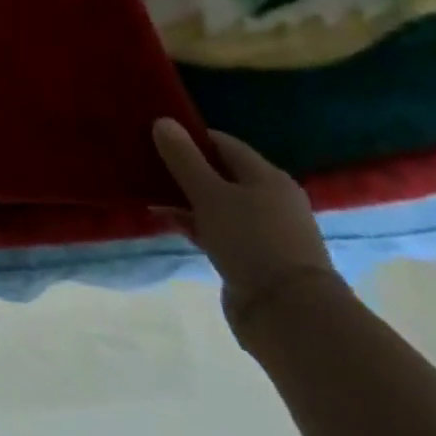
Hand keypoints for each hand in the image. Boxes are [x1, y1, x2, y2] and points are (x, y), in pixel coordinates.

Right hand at [151, 119, 344, 342]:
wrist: (290, 315)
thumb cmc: (251, 241)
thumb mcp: (209, 194)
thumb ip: (184, 157)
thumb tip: (163, 120)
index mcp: (267, 177)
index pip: (223, 143)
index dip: (189, 137)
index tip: (155, 138)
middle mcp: (271, 200)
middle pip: (220, 173)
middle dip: (184, 168)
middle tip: (146, 164)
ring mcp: (264, 231)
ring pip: (217, 203)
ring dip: (185, 198)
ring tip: (149, 193)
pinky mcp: (254, 258)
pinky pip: (217, 229)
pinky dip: (194, 223)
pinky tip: (167, 221)